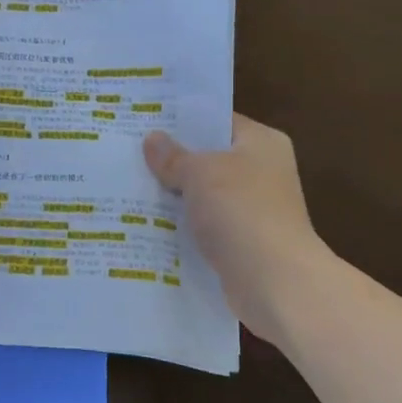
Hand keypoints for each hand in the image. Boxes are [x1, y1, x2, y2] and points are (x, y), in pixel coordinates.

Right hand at [144, 116, 329, 344]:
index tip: (143, 121)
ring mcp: (252, 210)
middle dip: (170, 160)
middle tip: (126, 153)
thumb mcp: (201, 173)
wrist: (275, 282)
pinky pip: (203, 226)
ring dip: (172, 196)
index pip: (217, 121)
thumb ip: (174, 156)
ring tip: (126, 187)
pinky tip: (145, 224)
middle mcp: (261, 172)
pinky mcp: (240, 242)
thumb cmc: (241, 212)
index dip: (181, 120)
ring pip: (202, 195)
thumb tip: (152, 139)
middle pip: (207, 158)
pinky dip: (180, 226)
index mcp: (261, 143)